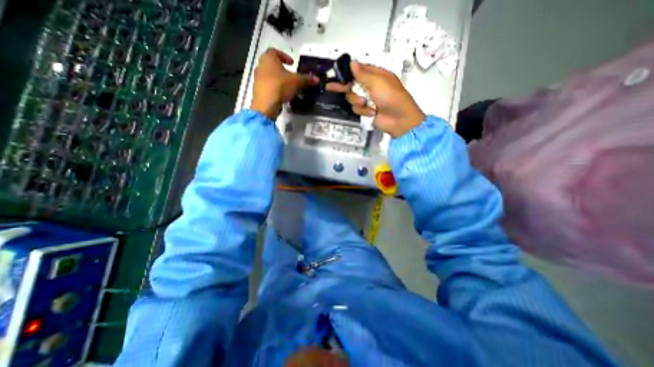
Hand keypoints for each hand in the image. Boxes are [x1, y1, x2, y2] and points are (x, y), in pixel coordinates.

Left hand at [251, 48, 317, 118]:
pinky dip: (274, 87)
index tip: (292, 63)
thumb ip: (306, 79)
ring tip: (287, 85)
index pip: (275, 51)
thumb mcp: (297, 81)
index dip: (284, 56)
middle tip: (290, 74)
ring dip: (277, 78)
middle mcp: (260, 65)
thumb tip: (317, 79)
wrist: (266, 104)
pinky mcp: (257, 89)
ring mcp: (257, 78)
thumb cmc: (280, 86)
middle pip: (271, 63)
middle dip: (281, 68)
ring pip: (269, 75)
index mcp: (268, 58)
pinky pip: (267, 85)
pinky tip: (281, 94)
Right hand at [325, 61, 423, 137]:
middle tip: (330, 87)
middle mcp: (370, 86)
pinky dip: (363, 111)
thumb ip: (363, 74)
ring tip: (367, 104)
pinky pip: (357, 109)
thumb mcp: (377, 82)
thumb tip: (352, 62)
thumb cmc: (391, 97)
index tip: (336, 74)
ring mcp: (368, 100)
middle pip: (351, 84)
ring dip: (357, 102)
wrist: (399, 120)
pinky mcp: (366, 111)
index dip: (347, 72)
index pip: (358, 70)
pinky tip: (372, 112)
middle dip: (345, 87)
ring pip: (352, 98)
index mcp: (375, 75)